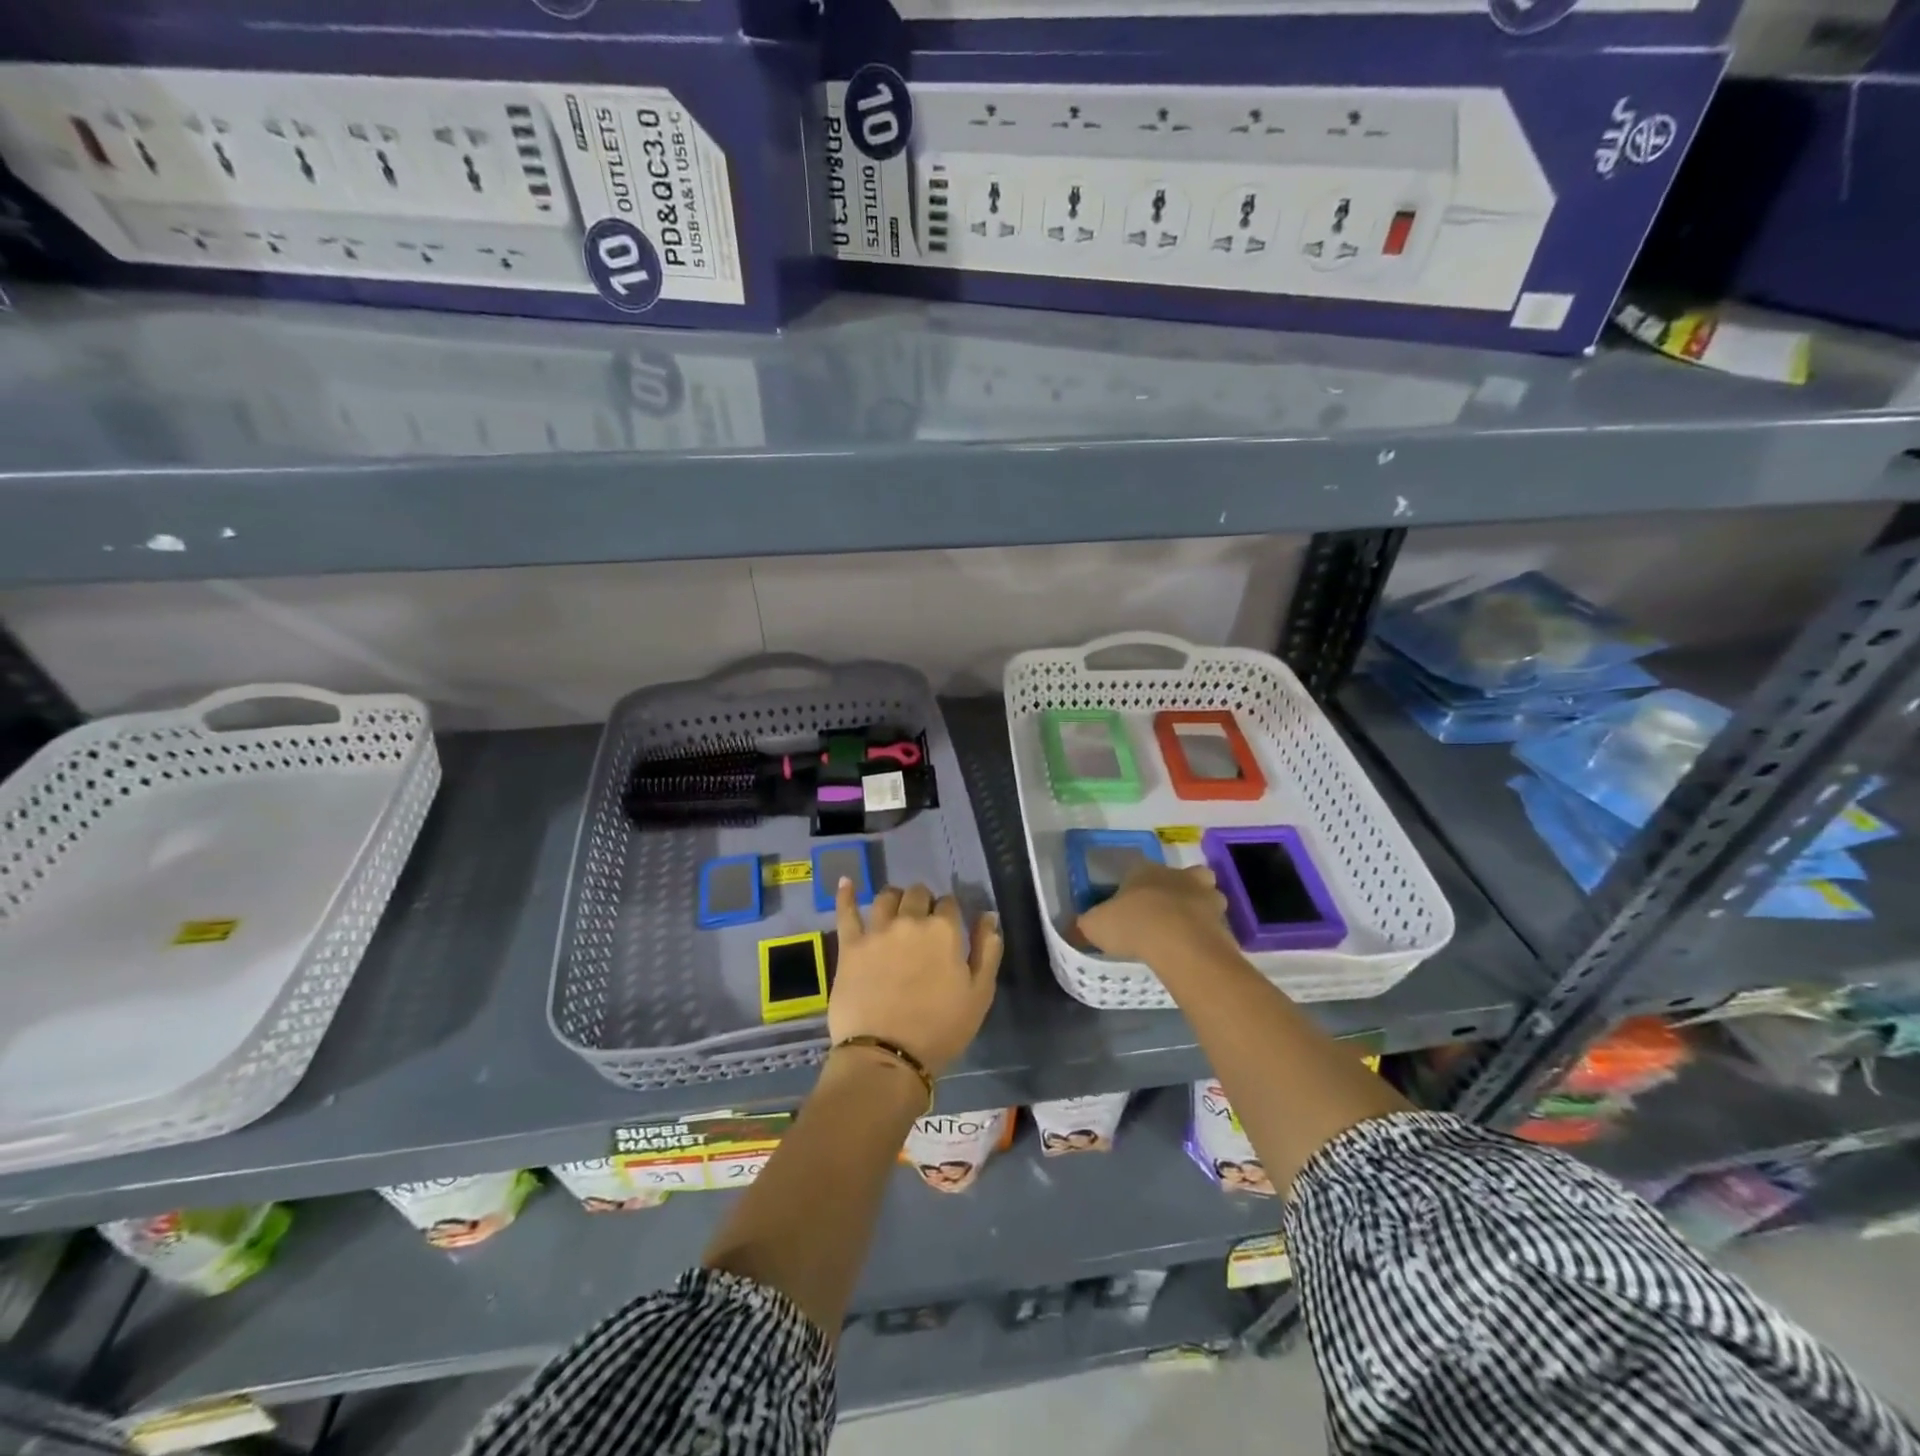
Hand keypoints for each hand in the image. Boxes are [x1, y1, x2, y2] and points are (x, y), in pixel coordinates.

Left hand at [830, 880, 1001, 1077]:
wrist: (887, 1055)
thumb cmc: (940, 1029)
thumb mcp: (979, 994)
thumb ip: (987, 951)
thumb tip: (988, 917)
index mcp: (944, 930)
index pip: (950, 904)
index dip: (950, 914)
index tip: (948, 928)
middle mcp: (910, 920)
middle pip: (918, 894)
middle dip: (923, 902)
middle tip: (923, 922)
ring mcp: (877, 930)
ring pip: (886, 896)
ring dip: (894, 898)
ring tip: (895, 909)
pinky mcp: (850, 945)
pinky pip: (845, 911)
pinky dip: (846, 894)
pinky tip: (846, 882)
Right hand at [1076, 863, 1231, 965]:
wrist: (1181, 944)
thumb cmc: (1133, 925)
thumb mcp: (1095, 926)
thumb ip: (1084, 925)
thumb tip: (1072, 929)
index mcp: (1145, 870)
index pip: (1138, 868)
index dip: (1134, 884)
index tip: (1128, 902)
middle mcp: (1178, 876)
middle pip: (1183, 875)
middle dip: (1177, 889)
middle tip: (1165, 911)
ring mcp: (1206, 897)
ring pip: (1207, 895)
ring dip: (1199, 908)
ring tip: (1186, 930)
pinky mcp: (1224, 922)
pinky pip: (1216, 924)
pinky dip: (1209, 934)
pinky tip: (1196, 950)